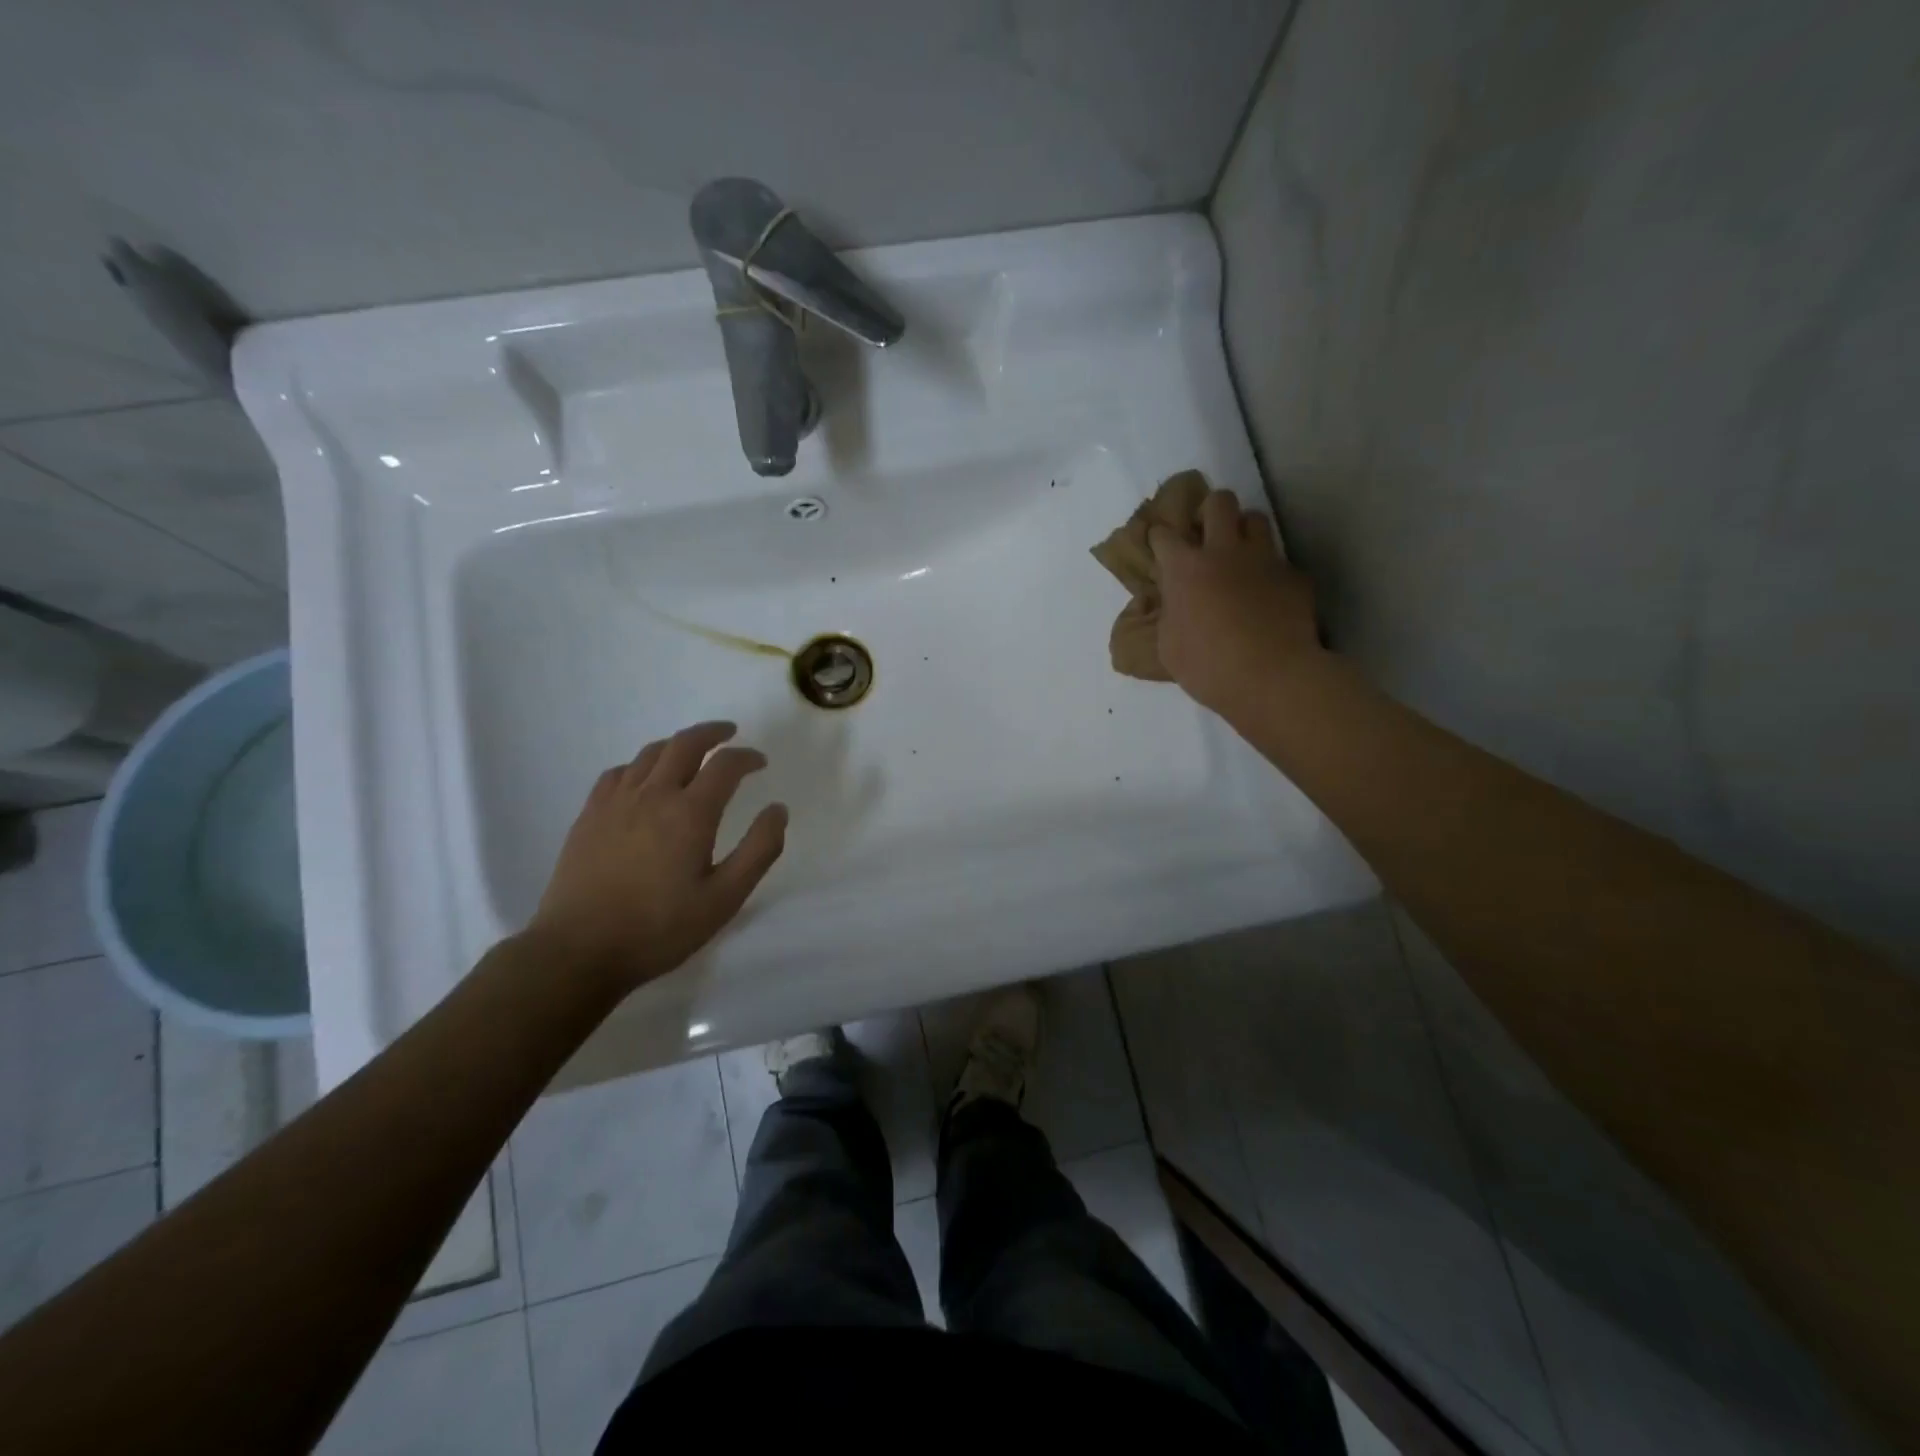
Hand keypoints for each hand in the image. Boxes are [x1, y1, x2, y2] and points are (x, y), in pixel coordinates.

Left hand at [528, 721, 787, 992]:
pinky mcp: (590, 815)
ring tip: (692, 752)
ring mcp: (616, 802)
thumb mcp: (724, 898)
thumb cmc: (660, 929)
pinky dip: (641, 764)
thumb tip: (778, 809)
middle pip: (685, 744)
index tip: (760, 762)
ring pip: (650, 753)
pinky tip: (644, 779)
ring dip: (677, 745)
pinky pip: (619, 772)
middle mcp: (653, 795)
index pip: (725, 766)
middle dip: (712, 733)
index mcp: (690, 813)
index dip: (746, 757)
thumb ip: (758, 850)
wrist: (578, 950)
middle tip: (729, 734)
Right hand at [1149, 488, 1321, 715]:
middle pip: (1219, 502)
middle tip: (1207, 534)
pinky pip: (1280, 562)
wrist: (1271, 678)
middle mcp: (1224, 552)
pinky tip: (1269, 595)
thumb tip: (1175, 604)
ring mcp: (1264, 560)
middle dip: (1210, 511)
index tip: (1160, 546)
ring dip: (1244, 531)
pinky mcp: (1294, 577)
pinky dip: (1271, 573)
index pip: (1163, 534)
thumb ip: (1170, 615)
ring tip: (1241, 554)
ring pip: (1256, 519)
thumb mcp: (1169, 646)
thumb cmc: (1207, 667)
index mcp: (1184, 569)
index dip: (1159, 538)